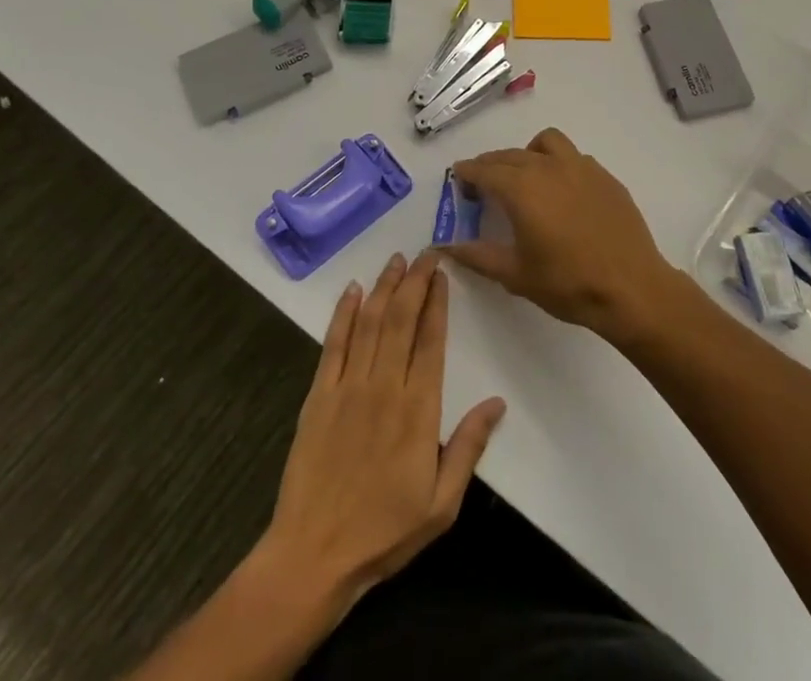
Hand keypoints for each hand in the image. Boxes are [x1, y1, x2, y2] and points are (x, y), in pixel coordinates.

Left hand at [257, 250, 505, 616]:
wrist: (313, 557)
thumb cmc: (384, 532)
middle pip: (401, 319)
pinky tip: (352, 290)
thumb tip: (497, 402)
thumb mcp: (441, 504)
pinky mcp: (318, 395)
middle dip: (415, 281)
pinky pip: (333, 344)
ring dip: (383, 286)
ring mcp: (348, 388)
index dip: (437, 302)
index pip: (431, 340)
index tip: (443, 274)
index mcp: (418, 410)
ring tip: (397, 260)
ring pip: (369, 322)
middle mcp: (384, 388)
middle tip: (425, 253)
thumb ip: (468, 447)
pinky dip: (343, 313)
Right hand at [444, 128, 682, 344]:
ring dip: (527, 153)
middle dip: (491, 164)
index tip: (458, 176)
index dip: (468, 172)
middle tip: (482, 183)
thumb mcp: (515, 275)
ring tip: (524, 177)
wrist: (631, 288)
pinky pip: (574, 158)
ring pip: (546, 143)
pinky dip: (557, 164)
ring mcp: (581, 168)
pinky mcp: (605, 177)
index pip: (485, 170)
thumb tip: (444, 246)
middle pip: (510, 155)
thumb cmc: (568, 284)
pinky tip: (561, 192)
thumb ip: (477, 255)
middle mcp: (549, 168)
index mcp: (523, 189)